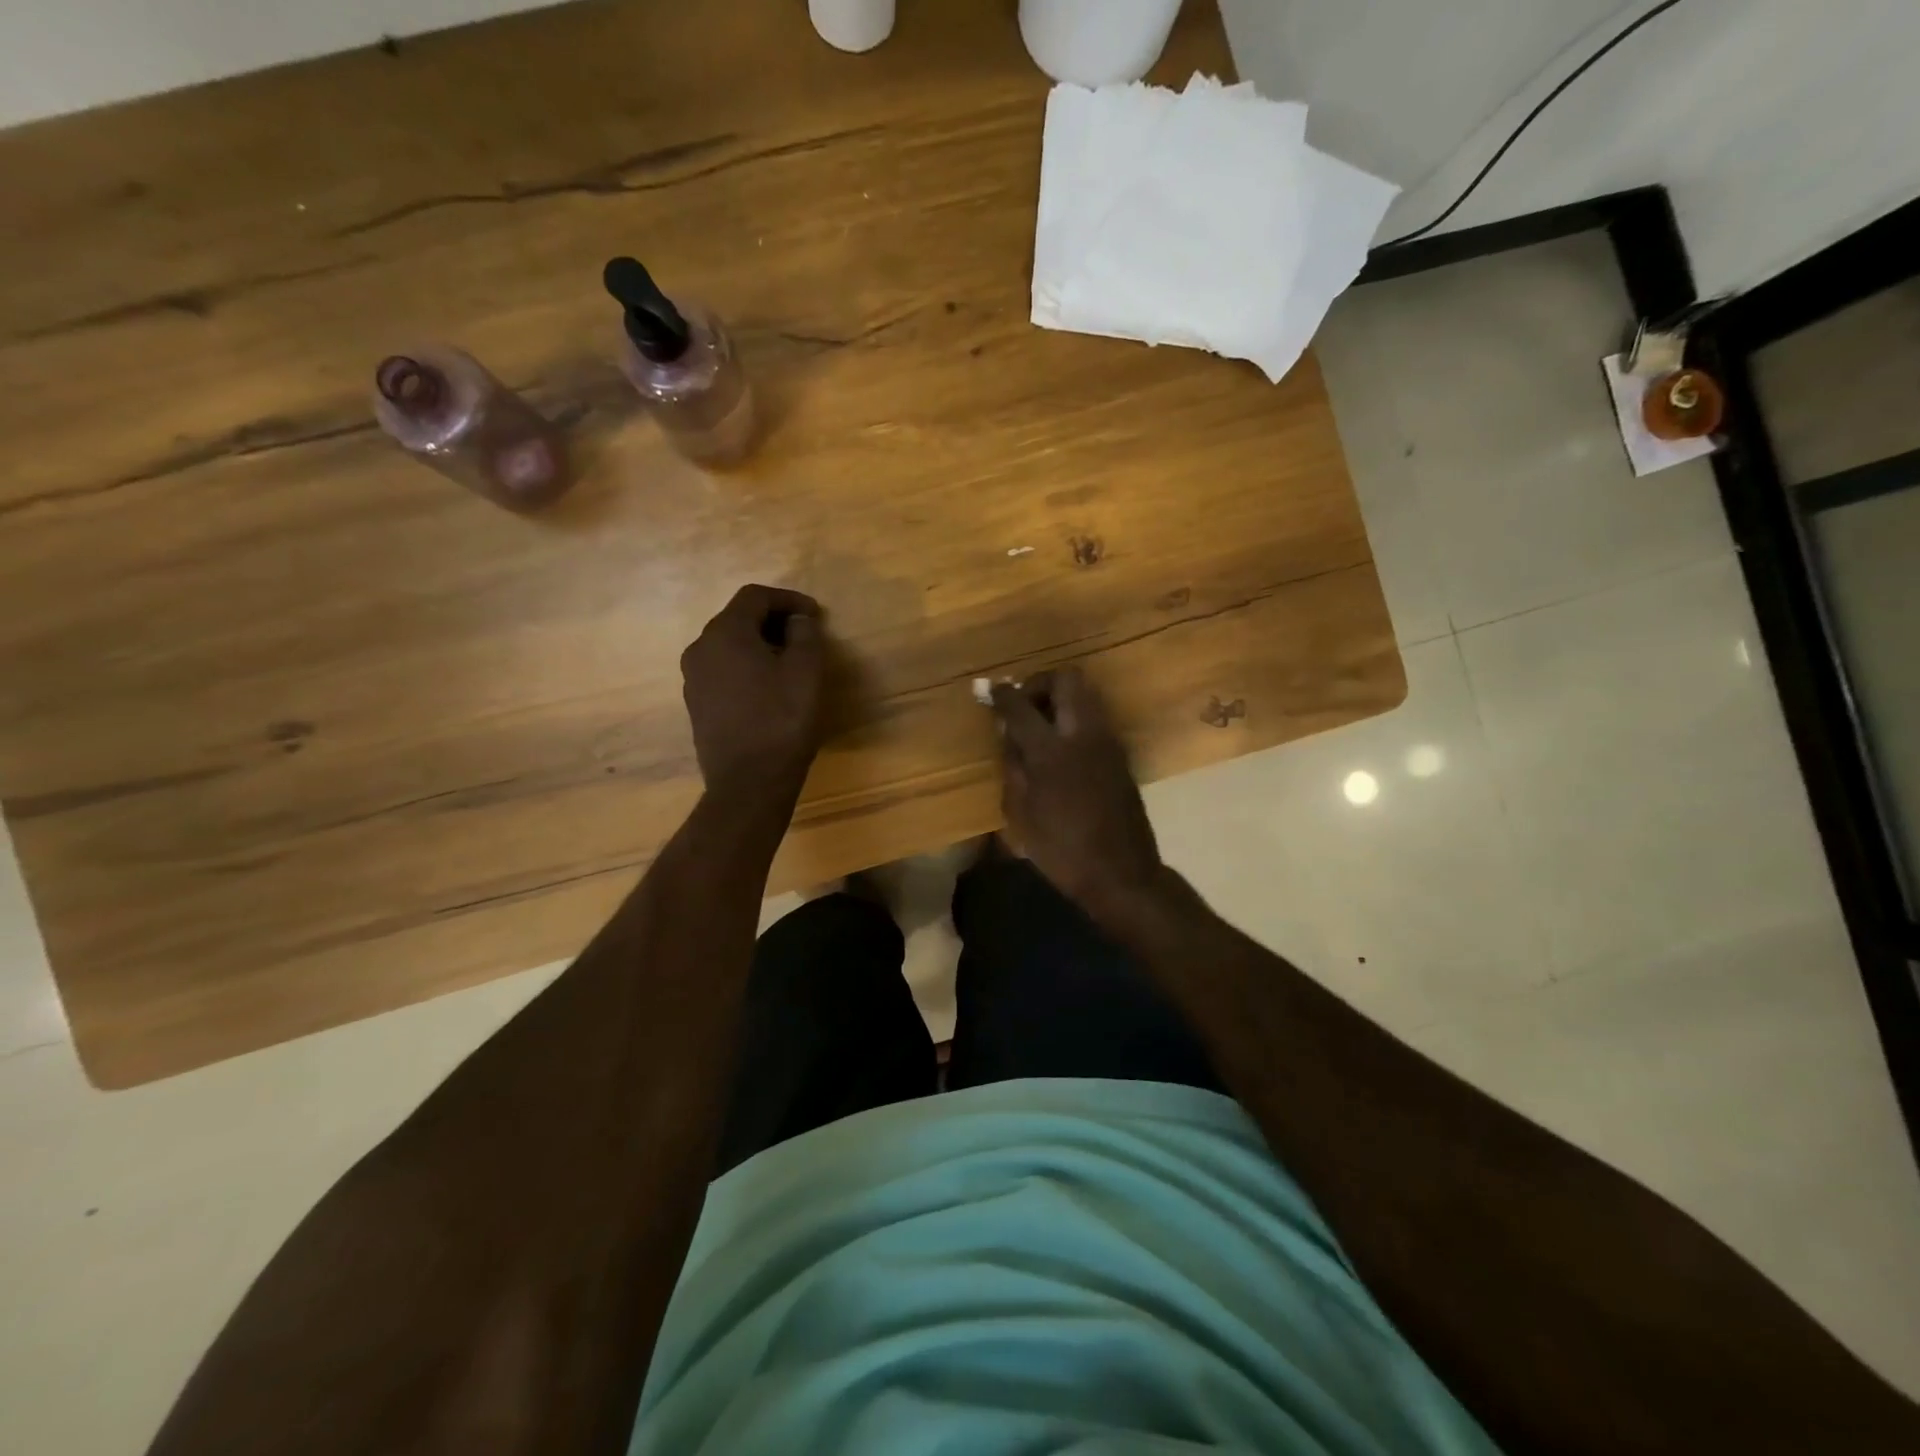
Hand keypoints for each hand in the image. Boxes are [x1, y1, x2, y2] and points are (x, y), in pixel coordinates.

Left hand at [681, 585, 826, 797]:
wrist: (748, 783)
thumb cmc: (781, 721)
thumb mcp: (806, 671)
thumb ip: (804, 635)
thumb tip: (797, 621)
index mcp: (725, 633)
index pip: (755, 596)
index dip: (788, 599)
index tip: (816, 615)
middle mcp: (700, 649)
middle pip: (737, 618)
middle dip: (773, 620)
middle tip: (805, 635)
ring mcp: (694, 679)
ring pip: (728, 646)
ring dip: (759, 644)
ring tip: (789, 661)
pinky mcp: (697, 705)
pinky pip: (723, 671)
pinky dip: (746, 667)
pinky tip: (769, 688)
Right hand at [991, 668, 1164, 918]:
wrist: (1121, 874)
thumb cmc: (1062, 851)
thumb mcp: (1021, 813)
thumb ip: (1012, 766)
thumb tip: (1008, 733)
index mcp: (1051, 751)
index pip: (1021, 705)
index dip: (1002, 694)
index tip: (990, 691)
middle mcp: (1083, 734)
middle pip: (1066, 679)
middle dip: (1040, 683)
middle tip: (1024, 706)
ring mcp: (1107, 741)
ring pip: (1086, 694)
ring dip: (1060, 698)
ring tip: (1040, 726)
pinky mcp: (1120, 754)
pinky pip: (1095, 717)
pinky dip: (1075, 718)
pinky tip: (1061, 747)